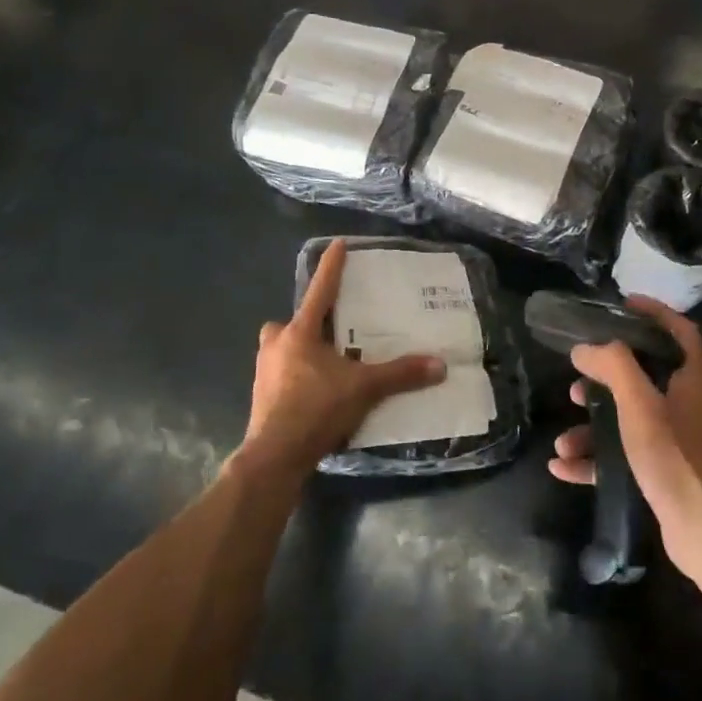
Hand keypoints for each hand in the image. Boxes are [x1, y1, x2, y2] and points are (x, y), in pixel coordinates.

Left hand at [240, 240, 446, 478]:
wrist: (274, 456)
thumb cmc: (316, 409)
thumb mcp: (364, 389)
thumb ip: (400, 374)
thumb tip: (440, 365)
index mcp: (299, 333)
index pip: (320, 290)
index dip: (331, 267)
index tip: (337, 244)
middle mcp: (277, 345)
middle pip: (290, 323)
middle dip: (306, 323)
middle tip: (330, 331)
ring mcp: (264, 371)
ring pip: (282, 349)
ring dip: (300, 351)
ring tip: (328, 364)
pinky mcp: (262, 396)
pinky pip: (282, 374)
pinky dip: (298, 377)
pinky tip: (317, 392)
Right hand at [548, 297, 701, 584]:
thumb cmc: (678, 461)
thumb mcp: (641, 407)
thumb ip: (613, 367)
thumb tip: (584, 346)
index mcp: (689, 380)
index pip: (678, 331)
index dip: (654, 312)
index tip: (622, 303)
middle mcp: (684, 406)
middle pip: (643, 376)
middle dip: (606, 376)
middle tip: (577, 377)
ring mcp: (674, 443)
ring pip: (626, 420)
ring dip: (591, 427)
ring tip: (563, 439)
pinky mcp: (662, 474)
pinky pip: (621, 457)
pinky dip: (593, 460)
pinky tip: (562, 467)